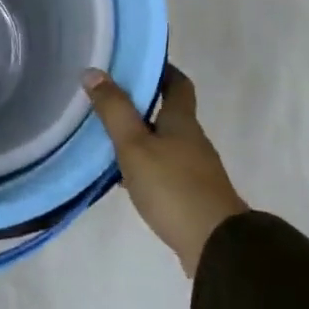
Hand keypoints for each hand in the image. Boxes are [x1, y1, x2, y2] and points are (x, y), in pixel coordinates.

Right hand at [84, 65, 246, 276]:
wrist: (216, 245)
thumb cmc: (173, 186)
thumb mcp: (134, 145)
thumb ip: (114, 110)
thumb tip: (93, 71)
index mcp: (182, 121)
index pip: (178, 84)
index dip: (161, 70)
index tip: (137, 62)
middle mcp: (192, 140)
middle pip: (169, 113)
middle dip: (143, 104)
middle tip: (108, 98)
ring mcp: (195, 170)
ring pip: (165, 142)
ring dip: (141, 136)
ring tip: (107, 136)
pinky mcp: (192, 195)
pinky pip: (165, 169)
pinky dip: (145, 165)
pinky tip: (124, 176)